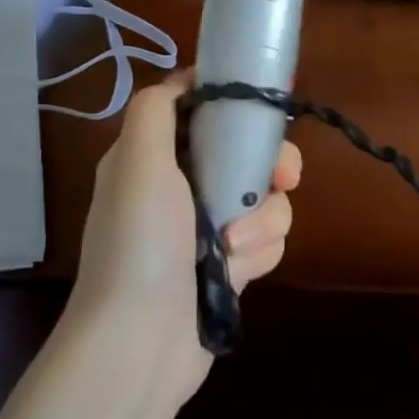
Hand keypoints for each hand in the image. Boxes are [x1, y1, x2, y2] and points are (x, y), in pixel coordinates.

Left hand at [60, 73, 301, 411]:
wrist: (141, 340)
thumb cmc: (140, 244)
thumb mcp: (137, 162)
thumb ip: (157, 110)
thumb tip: (184, 78)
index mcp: (156, 158)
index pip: (205, 113)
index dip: (237, 107)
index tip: (265, 113)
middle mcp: (184, 187)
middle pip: (249, 154)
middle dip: (270, 166)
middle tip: (281, 178)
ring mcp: (210, 228)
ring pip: (267, 199)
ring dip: (263, 220)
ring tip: (236, 247)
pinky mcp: (232, 264)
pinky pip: (268, 239)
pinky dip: (261, 252)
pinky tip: (240, 272)